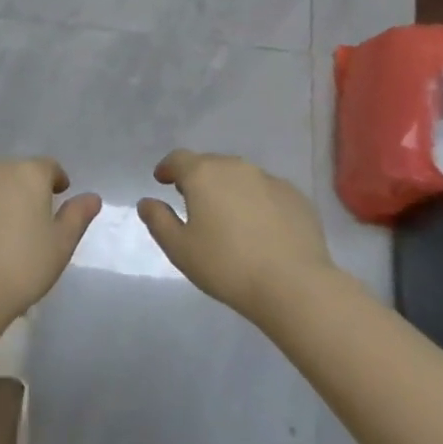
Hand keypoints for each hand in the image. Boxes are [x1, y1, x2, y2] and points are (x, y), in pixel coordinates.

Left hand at [0, 158, 101, 321]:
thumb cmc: (22, 267)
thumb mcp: (61, 245)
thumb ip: (77, 216)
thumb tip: (92, 197)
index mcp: (27, 174)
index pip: (47, 167)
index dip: (55, 179)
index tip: (58, 195)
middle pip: (13, 173)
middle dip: (21, 189)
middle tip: (26, 220)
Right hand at [138, 150, 333, 323]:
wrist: (293, 284)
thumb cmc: (227, 266)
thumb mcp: (180, 250)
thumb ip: (159, 221)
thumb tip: (147, 202)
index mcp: (203, 175)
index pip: (179, 159)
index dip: (168, 168)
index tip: (162, 181)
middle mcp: (236, 167)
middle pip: (210, 164)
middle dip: (198, 178)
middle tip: (193, 202)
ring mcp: (269, 179)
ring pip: (241, 176)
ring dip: (229, 188)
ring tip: (228, 215)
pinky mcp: (295, 196)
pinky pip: (267, 191)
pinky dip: (257, 201)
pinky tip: (260, 228)